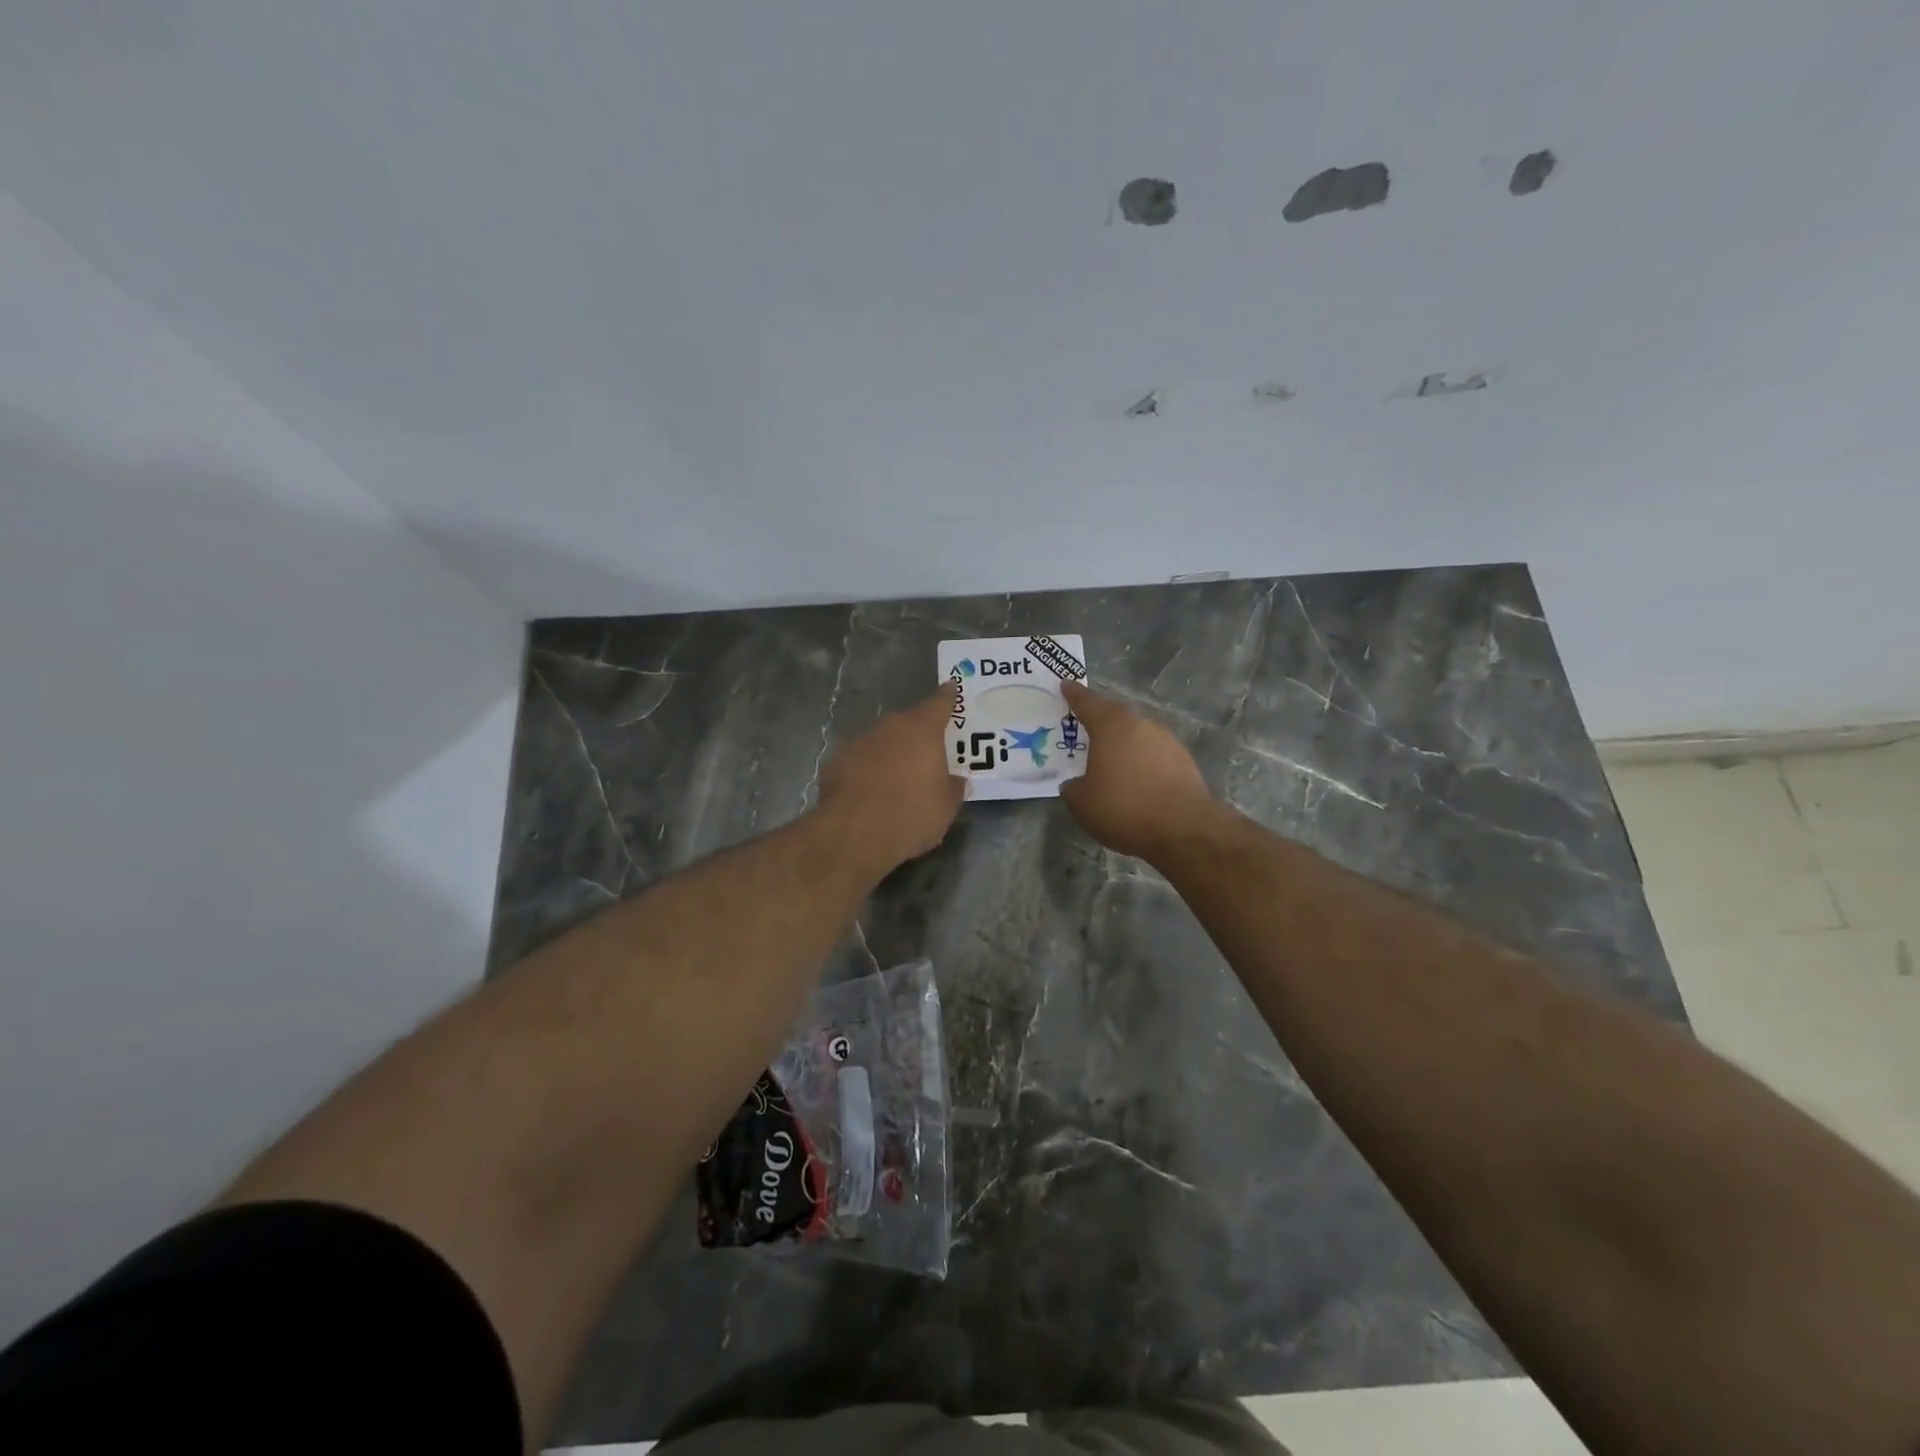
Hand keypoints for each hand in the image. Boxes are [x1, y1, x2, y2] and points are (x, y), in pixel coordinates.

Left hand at [817, 684, 964, 874]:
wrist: (855, 834)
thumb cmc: (912, 814)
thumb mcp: (946, 806)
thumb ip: (954, 787)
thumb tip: (956, 780)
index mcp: (922, 730)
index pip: (939, 703)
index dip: (947, 697)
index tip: (951, 688)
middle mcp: (889, 727)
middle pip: (907, 722)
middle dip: (918, 733)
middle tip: (927, 750)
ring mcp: (859, 742)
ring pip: (881, 741)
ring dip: (891, 752)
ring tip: (898, 777)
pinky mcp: (835, 762)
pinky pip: (860, 760)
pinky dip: (868, 769)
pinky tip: (871, 790)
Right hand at [1060, 681, 1217, 861]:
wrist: (1184, 829)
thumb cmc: (1124, 808)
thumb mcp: (1083, 803)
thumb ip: (1073, 788)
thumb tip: (1075, 784)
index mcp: (1111, 726)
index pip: (1087, 702)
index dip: (1074, 694)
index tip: (1066, 684)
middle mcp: (1141, 724)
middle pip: (1115, 715)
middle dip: (1100, 720)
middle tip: (1085, 729)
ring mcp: (1167, 740)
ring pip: (1137, 734)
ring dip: (1124, 744)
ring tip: (1111, 762)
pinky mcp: (1184, 760)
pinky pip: (1154, 754)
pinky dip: (1143, 761)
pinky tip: (1137, 780)